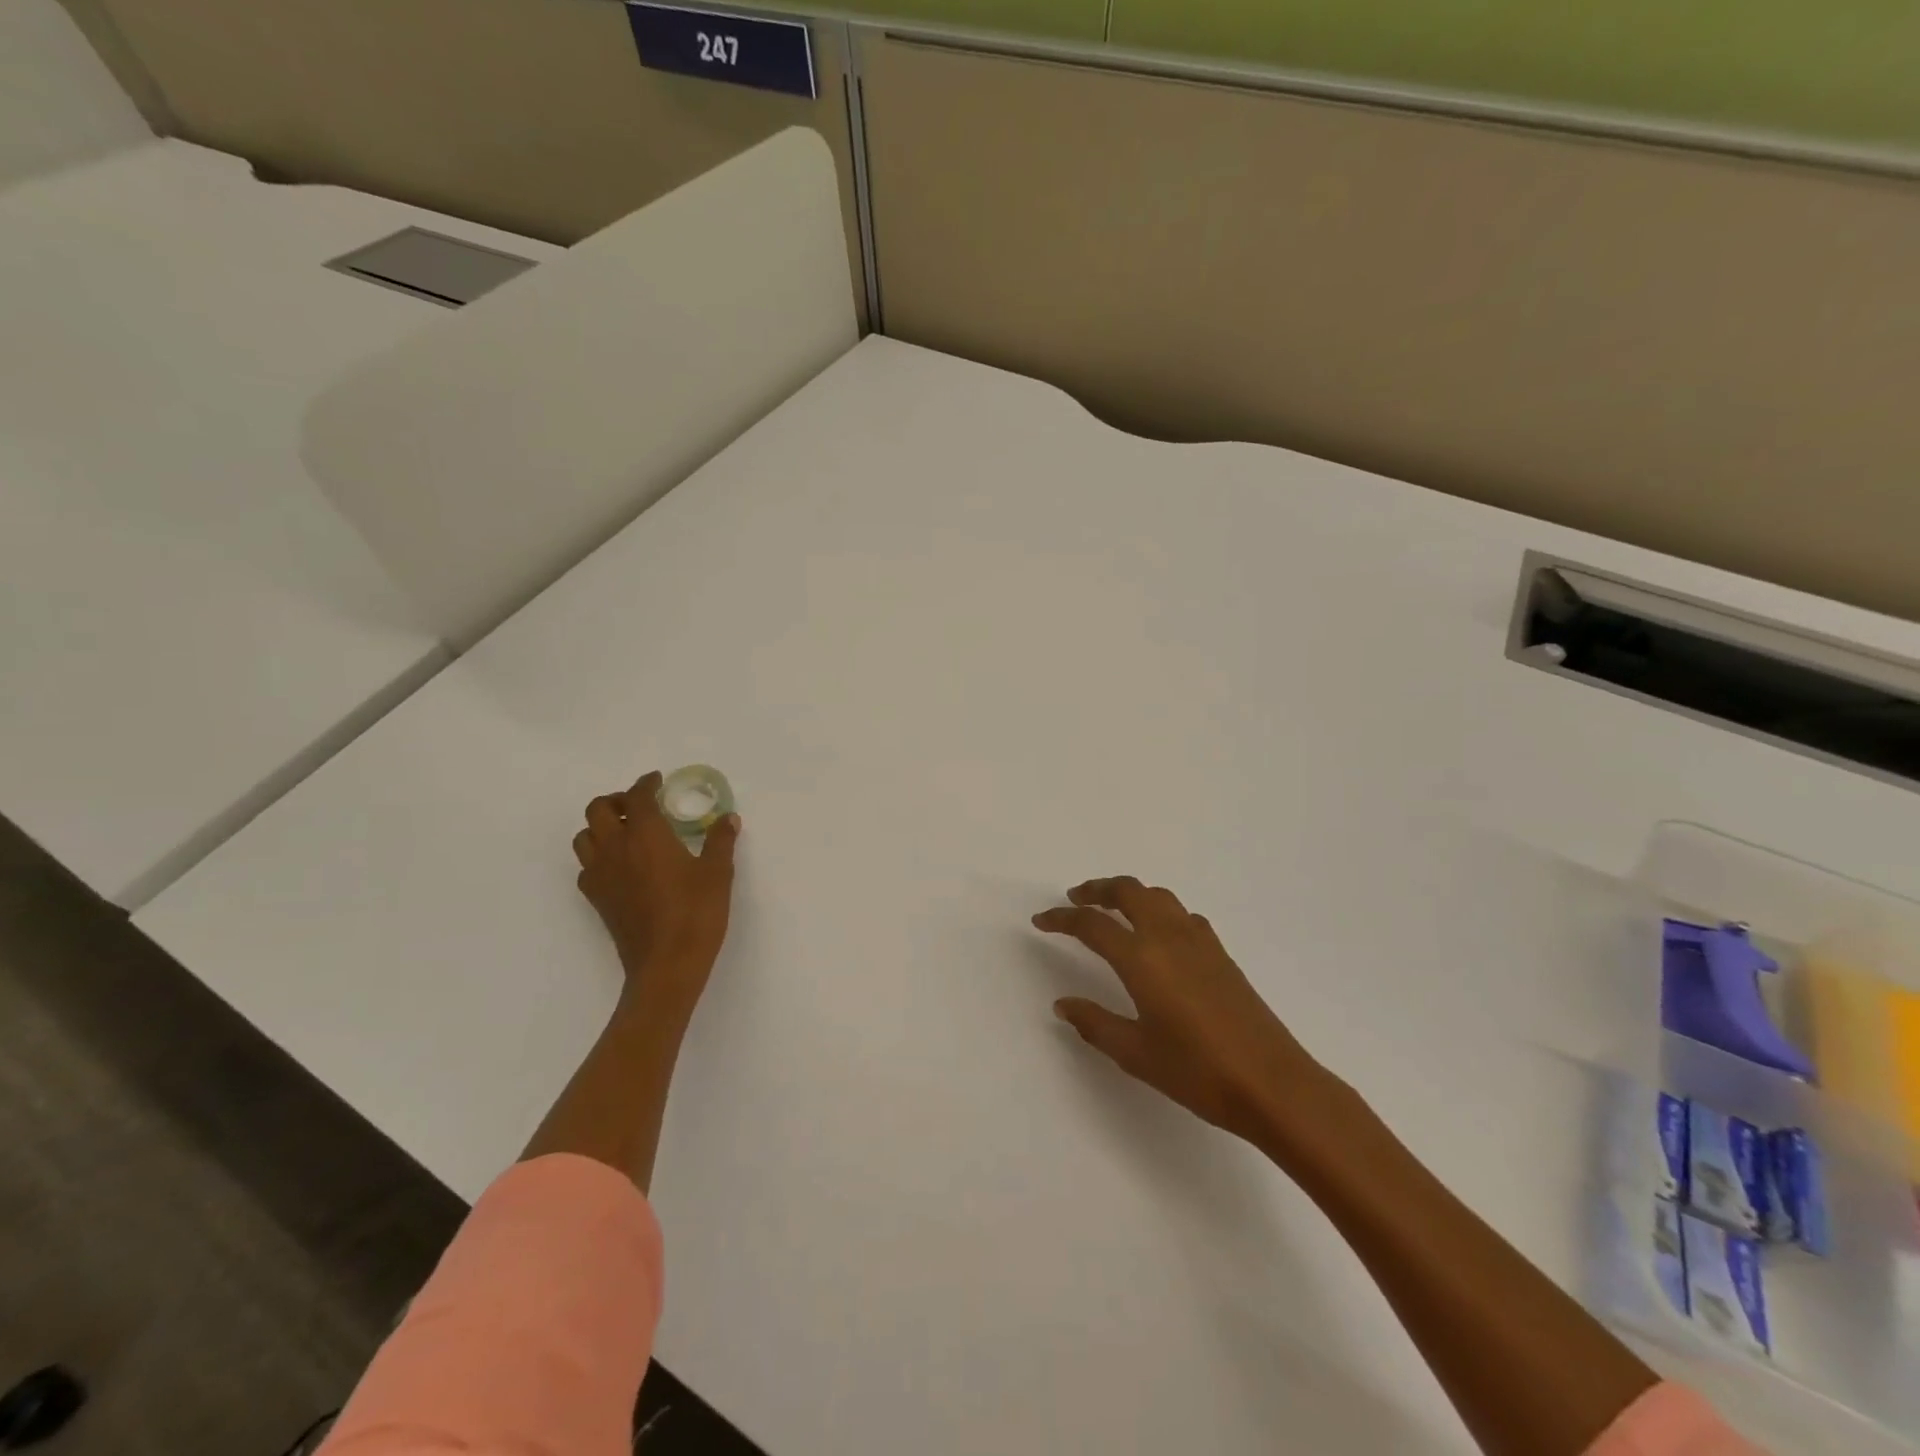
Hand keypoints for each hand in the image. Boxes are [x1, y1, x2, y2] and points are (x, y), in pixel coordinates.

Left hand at [573, 771, 740, 1014]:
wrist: (666, 965)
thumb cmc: (695, 913)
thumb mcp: (717, 873)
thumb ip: (720, 841)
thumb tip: (728, 819)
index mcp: (646, 835)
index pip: (637, 797)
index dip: (645, 784)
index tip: (657, 781)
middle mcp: (616, 848)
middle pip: (599, 809)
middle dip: (617, 800)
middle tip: (640, 805)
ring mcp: (601, 875)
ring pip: (585, 836)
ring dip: (602, 826)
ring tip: (627, 832)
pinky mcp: (597, 899)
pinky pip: (586, 865)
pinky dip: (598, 855)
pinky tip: (621, 866)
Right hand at [1033, 877, 1336, 1149]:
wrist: (1272, 1084)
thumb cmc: (1198, 1072)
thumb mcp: (1136, 1054)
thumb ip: (1095, 1024)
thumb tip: (1063, 1004)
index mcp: (1142, 958)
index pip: (1092, 924)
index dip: (1062, 919)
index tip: (1041, 921)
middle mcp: (1168, 937)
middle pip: (1128, 891)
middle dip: (1097, 889)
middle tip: (1075, 899)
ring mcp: (1199, 941)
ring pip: (1157, 895)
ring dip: (1129, 893)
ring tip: (1112, 909)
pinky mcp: (1220, 953)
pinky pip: (1181, 914)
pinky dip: (1158, 909)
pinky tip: (1158, 934)